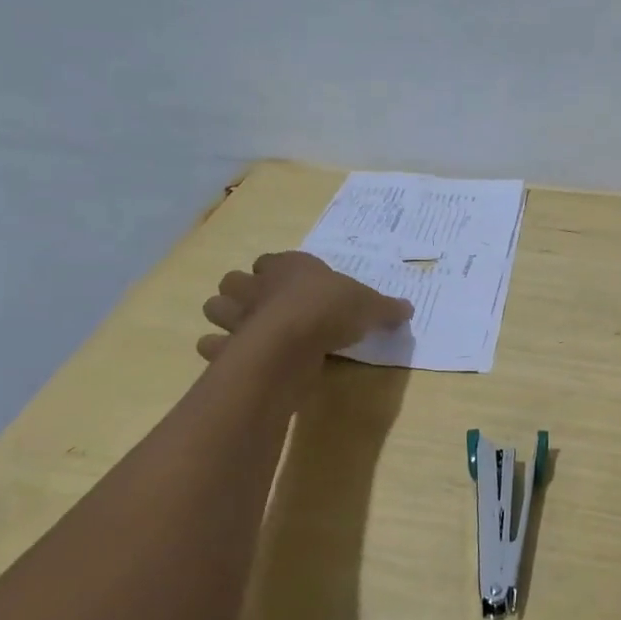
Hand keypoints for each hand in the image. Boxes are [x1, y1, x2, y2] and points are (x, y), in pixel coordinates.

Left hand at [197, 252, 413, 359]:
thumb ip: (386, 308)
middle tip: (263, 307)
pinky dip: (217, 351)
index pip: (272, 261)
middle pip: (235, 281)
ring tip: (245, 331)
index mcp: (290, 267)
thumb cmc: (332, 309)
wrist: (294, 339)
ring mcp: (238, 316)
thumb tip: (408, 309)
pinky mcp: (227, 348)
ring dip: (226, 317)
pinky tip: (233, 358)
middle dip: (243, 291)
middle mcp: (258, 286)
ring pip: (216, 308)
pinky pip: (211, 346)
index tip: (291, 285)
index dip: (278, 271)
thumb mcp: (370, 306)